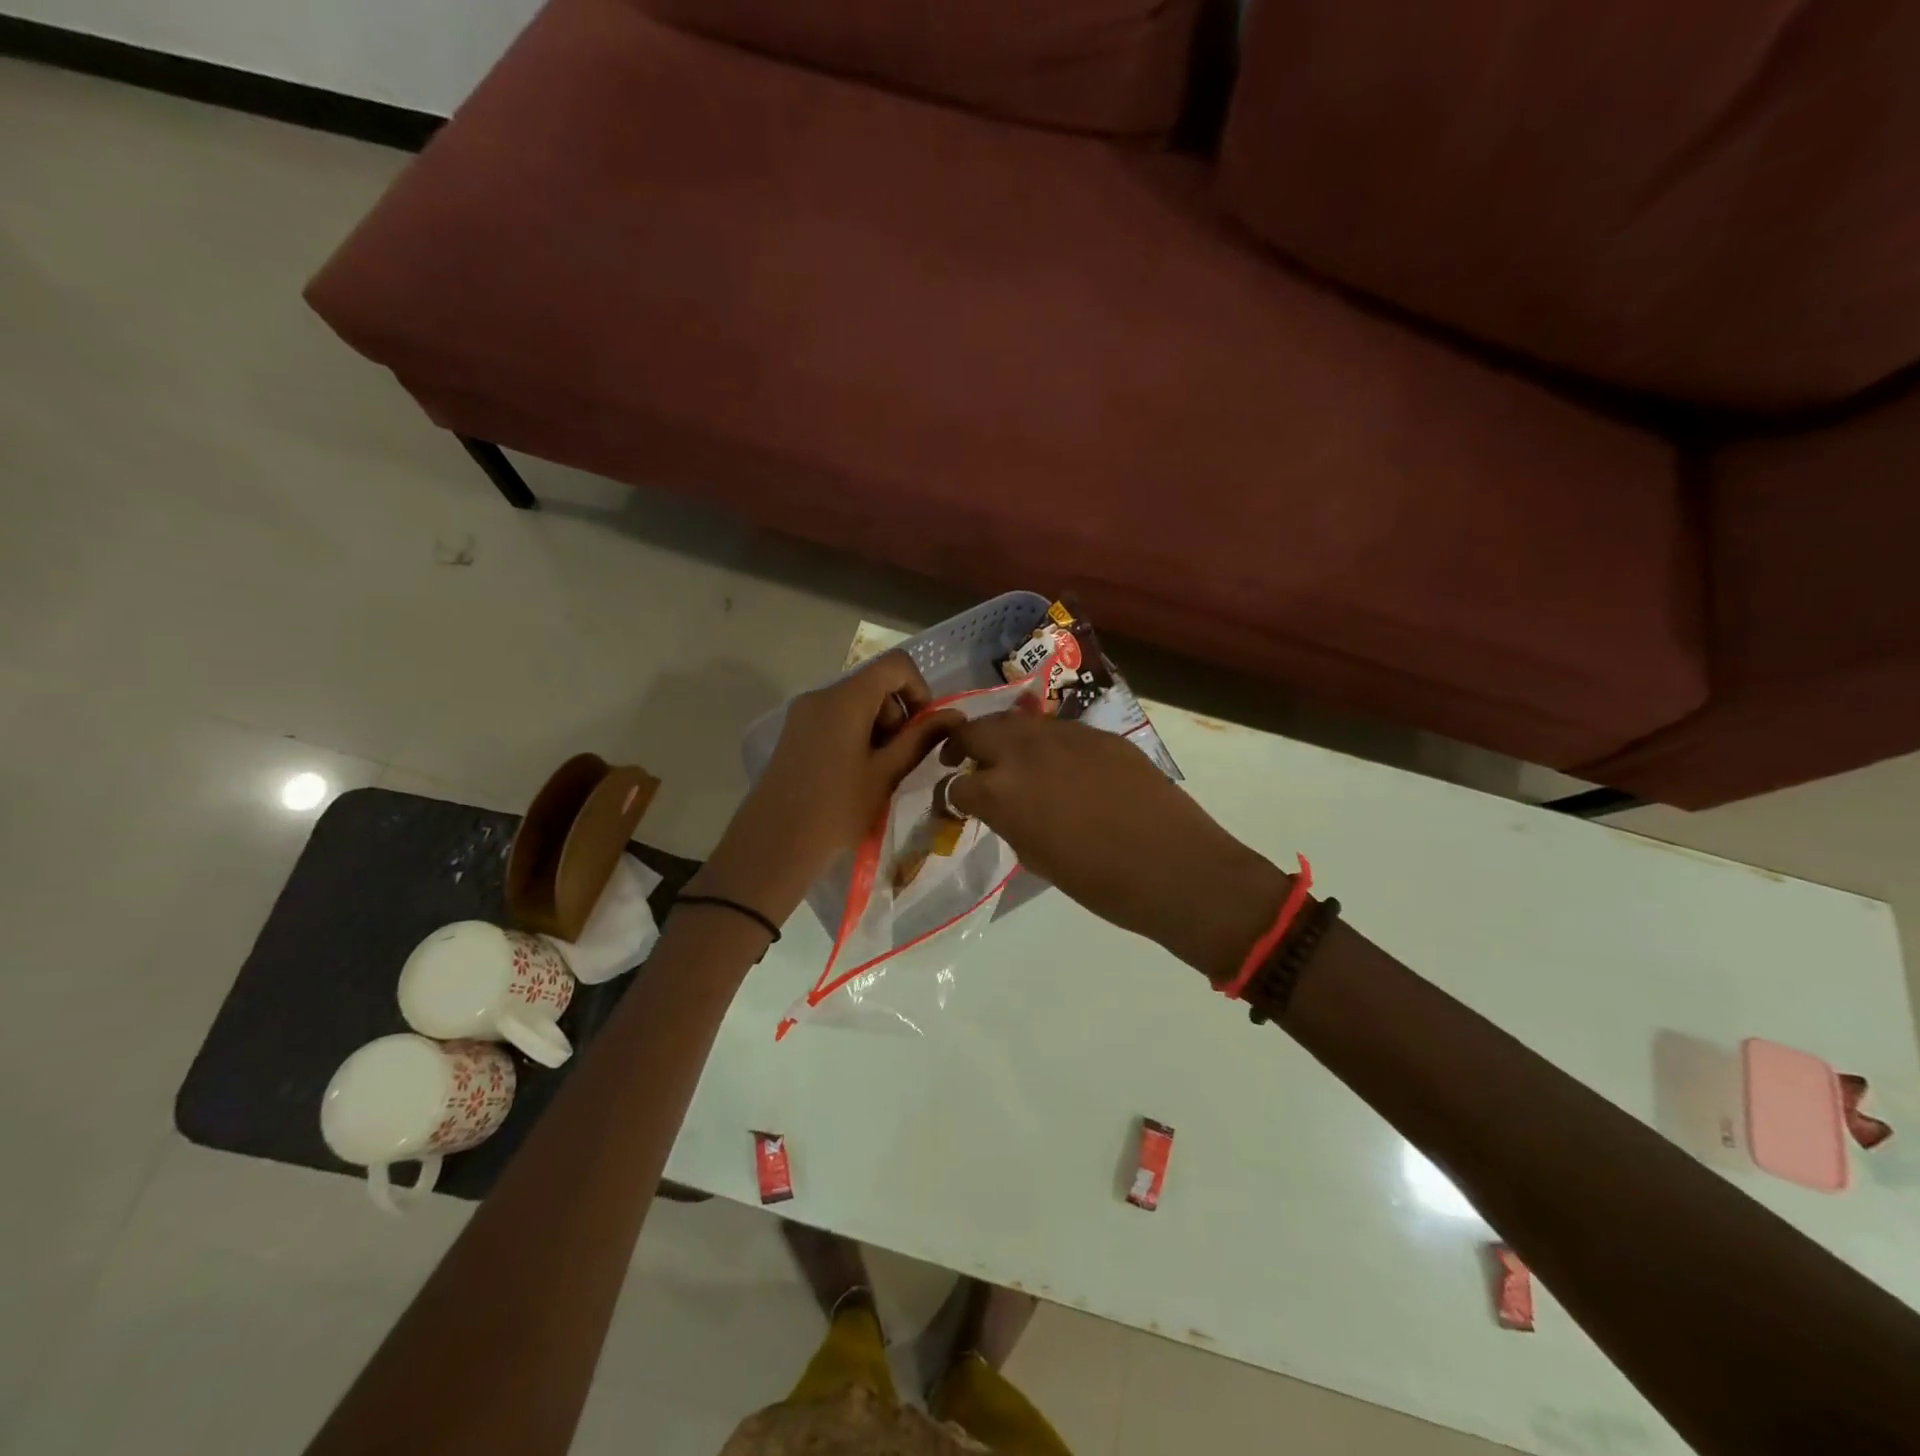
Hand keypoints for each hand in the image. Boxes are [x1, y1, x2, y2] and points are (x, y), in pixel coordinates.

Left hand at [695, 652, 962, 924]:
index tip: (924, 728)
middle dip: (898, 715)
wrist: (774, 844)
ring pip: (856, 704)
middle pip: (875, 684)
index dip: (920, 689)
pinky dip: (857, 736)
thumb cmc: (837, 808)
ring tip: (879, 773)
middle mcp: (821, 695)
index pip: (895, 665)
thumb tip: (955, 716)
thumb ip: (921, 738)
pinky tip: (856, 775)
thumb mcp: (887, 773)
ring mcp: (803, 714)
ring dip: (878, 729)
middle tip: (901, 759)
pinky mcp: (795, 733)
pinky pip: (836, 719)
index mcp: (845, 698)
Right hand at [941, 710, 1287, 981]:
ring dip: (1004, 738)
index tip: (958, 804)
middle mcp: (1026, 751)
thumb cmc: (1100, 881)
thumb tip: (1000, 808)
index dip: (954, 796)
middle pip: (978, 731)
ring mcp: (1066, 736)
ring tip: (1010, 759)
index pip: (959, 784)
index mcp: (1002, 791)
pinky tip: (1059, 765)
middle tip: (964, 761)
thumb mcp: (1037, 858)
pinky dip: (1046, 743)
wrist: (1174, 866)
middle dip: (965, 746)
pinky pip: (1059, 731)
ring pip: (1018, 722)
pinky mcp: (1100, 734)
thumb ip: (1009, 823)